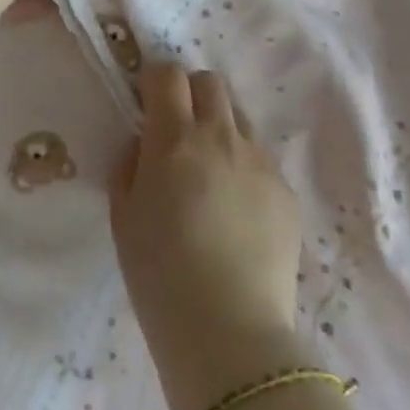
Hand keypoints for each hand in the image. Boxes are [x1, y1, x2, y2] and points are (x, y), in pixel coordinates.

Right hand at [110, 62, 303, 409]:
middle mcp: (221, 136)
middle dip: (190, 95)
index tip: (147, 107)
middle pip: (209, 82)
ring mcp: (259, 162)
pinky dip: (244, 169)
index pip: (168, 74)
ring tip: (210, 176)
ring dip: (219, 130)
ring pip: (238, 119)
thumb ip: (129, 166)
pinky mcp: (285, 192)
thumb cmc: (160, 275)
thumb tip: (144, 145)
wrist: (229, 335)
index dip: (154, 83)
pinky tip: (236, 213)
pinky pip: (260, 160)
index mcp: (174, 138)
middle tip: (178, 134)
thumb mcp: (123, 216)